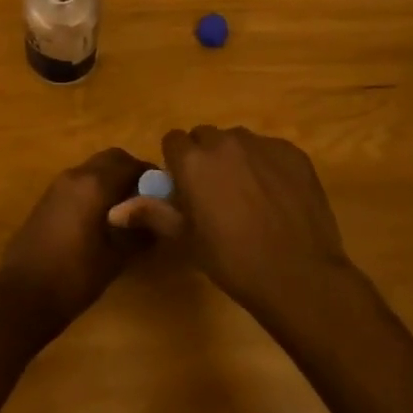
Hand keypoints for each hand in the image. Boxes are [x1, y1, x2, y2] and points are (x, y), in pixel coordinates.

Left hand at [0, 148, 149, 344]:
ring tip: (126, 213)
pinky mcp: (46, 200)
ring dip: (111, 180)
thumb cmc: (74, 277)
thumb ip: (140, 233)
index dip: (150, 175)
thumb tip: (161, 220)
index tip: (164, 194)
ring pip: (92, 169)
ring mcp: (57, 186)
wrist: (22, 296)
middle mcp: (75, 176)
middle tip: (146, 200)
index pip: (131, 164)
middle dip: (131, 172)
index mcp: (94, 184)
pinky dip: (94, 190)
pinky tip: (100, 220)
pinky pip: (78, 183)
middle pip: (110, 159)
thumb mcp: (116, 258)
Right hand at [109, 125, 353, 322]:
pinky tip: (277, 198)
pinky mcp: (292, 152)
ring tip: (249, 196)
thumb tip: (114, 211)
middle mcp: (225, 141)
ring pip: (239, 141)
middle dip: (205, 158)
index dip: (177, 163)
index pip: (173, 140)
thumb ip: (151, 214)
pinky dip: (268, 166)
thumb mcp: (186, 241)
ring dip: (236, 159)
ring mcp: (262, 144)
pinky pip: (270, 150)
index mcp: (193, 160)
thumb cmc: (233, 260)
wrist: (298, 274)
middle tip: (215, 194)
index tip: (185, 189)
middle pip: (206, 137)